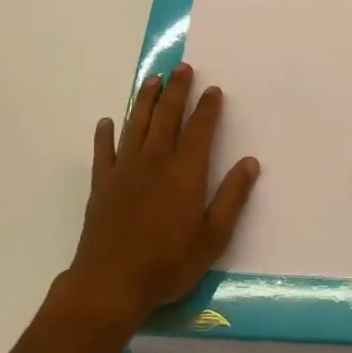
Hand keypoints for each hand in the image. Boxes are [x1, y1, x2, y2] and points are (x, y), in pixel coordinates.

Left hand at [64, 64, 260, 325]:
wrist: (110, 284)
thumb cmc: (168, 263)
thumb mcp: (213, 237)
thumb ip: (232, 197)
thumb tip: (250, 163)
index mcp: (185, 172)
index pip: (199, 130)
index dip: (207, 108)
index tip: (213, 89)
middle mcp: (155, 161)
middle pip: (167, 116)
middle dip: (176, 90)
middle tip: (182, 68)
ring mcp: (124, 170)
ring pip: (136, 124)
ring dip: (144, 100)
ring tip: (152, 80)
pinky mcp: (101, 184)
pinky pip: (103, 151)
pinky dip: (105, 134)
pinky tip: (107, 122)